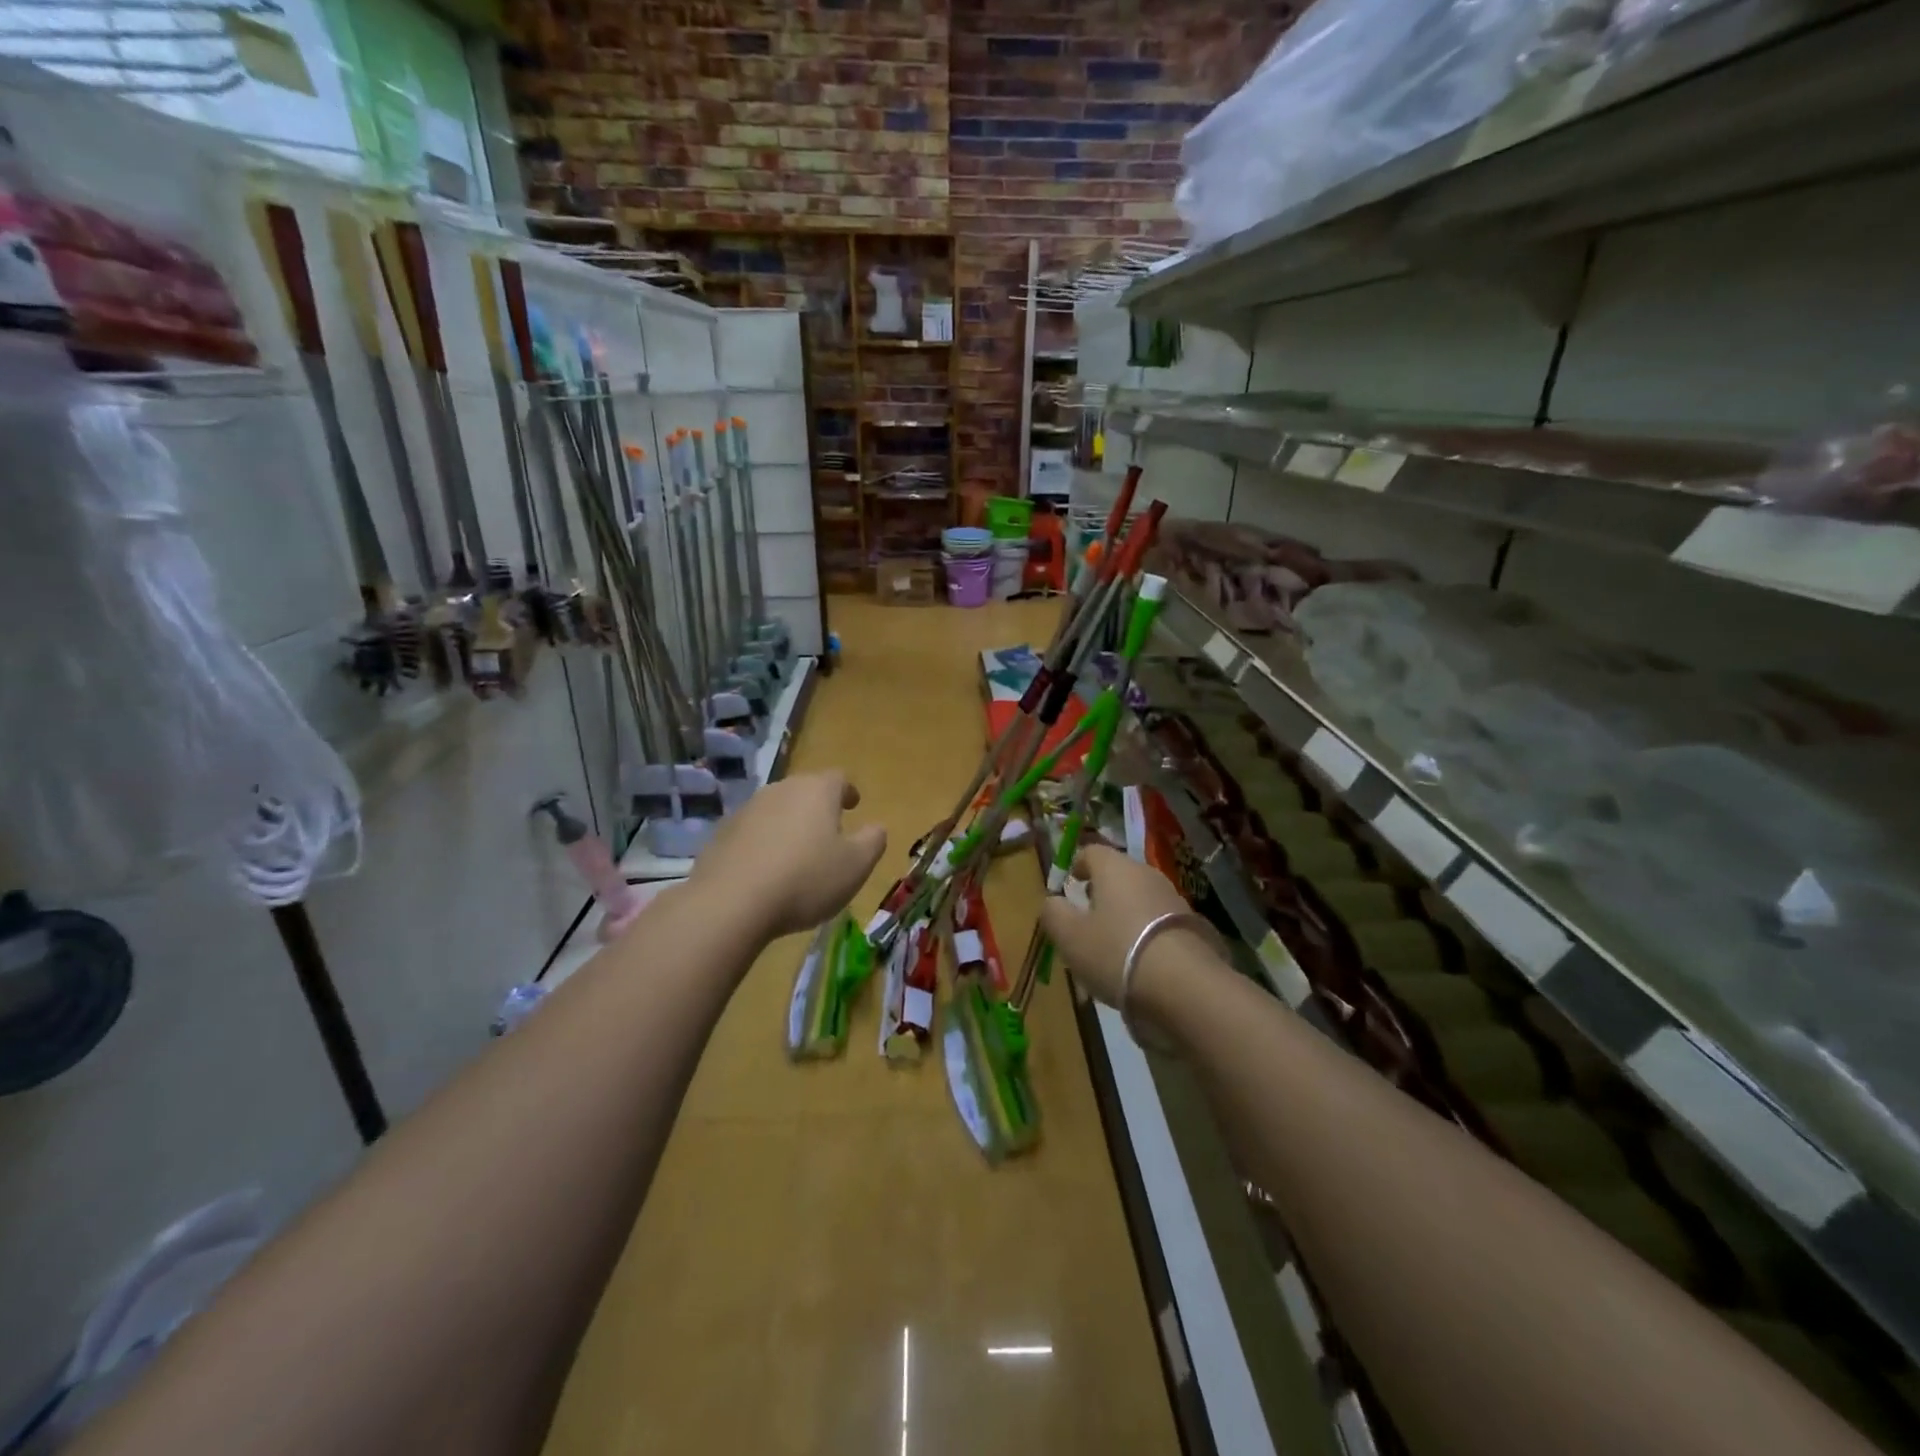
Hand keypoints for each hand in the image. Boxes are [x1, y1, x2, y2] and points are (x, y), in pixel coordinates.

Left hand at [688, 770, 886, 940]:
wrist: (731, 902)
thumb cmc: (805, 879)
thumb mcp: (856, 866)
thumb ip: (873, 841)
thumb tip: (876, 827)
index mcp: (817, 791)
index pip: (838, 778)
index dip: (848, 791)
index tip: (853, 805)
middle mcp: (781, 790)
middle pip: (805, 791)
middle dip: (818, 808)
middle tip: (828, 831)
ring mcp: (747, 809)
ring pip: (777, 810)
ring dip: (789, 825)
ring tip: (797, 854)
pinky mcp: (722, 833)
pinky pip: (752, 832)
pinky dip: (764, 843)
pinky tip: (767, 870)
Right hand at [1039, 845, 1205, 1010]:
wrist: (1185, 985)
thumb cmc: (1116, 952)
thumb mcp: (1069, 937)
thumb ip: (1053, 914)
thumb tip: (1052, 901)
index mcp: (1114, 868)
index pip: (1091, 851)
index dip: (1078, 866)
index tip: (1070, 885)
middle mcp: (1146, 874)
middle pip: (1118, 875)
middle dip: (1101, 893)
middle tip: (1087, 919)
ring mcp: (1174, 898)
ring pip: (1139, 900)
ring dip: (1124, 916)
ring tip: (1112, 948)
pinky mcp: (1193, 925)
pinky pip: (1159, 923)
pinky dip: (1146, 935)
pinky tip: (1140, 964)